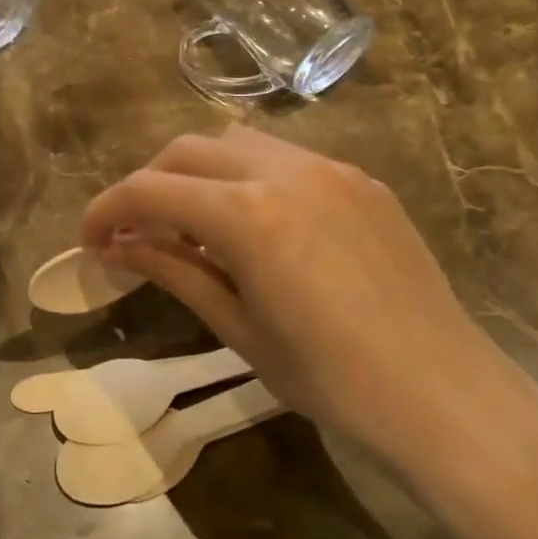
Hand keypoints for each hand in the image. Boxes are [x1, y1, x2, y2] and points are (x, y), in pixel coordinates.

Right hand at [81, 125, 537, 526]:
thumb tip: (115, 247)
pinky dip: (249, 177)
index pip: (150, 191)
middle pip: (186, 151)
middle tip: (137, 232)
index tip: (90, 240)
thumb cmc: (332, 382)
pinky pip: (286, 158)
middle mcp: (284, 171)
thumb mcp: (239, 329)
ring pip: (236, 141)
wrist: (448, 397)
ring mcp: (329, 169)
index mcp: (247, 216)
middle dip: (148, 184)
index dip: (107, 210)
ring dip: (198, 172)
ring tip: (195, 224)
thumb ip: (173, 271)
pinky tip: (258, 225)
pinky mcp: (361, 180)